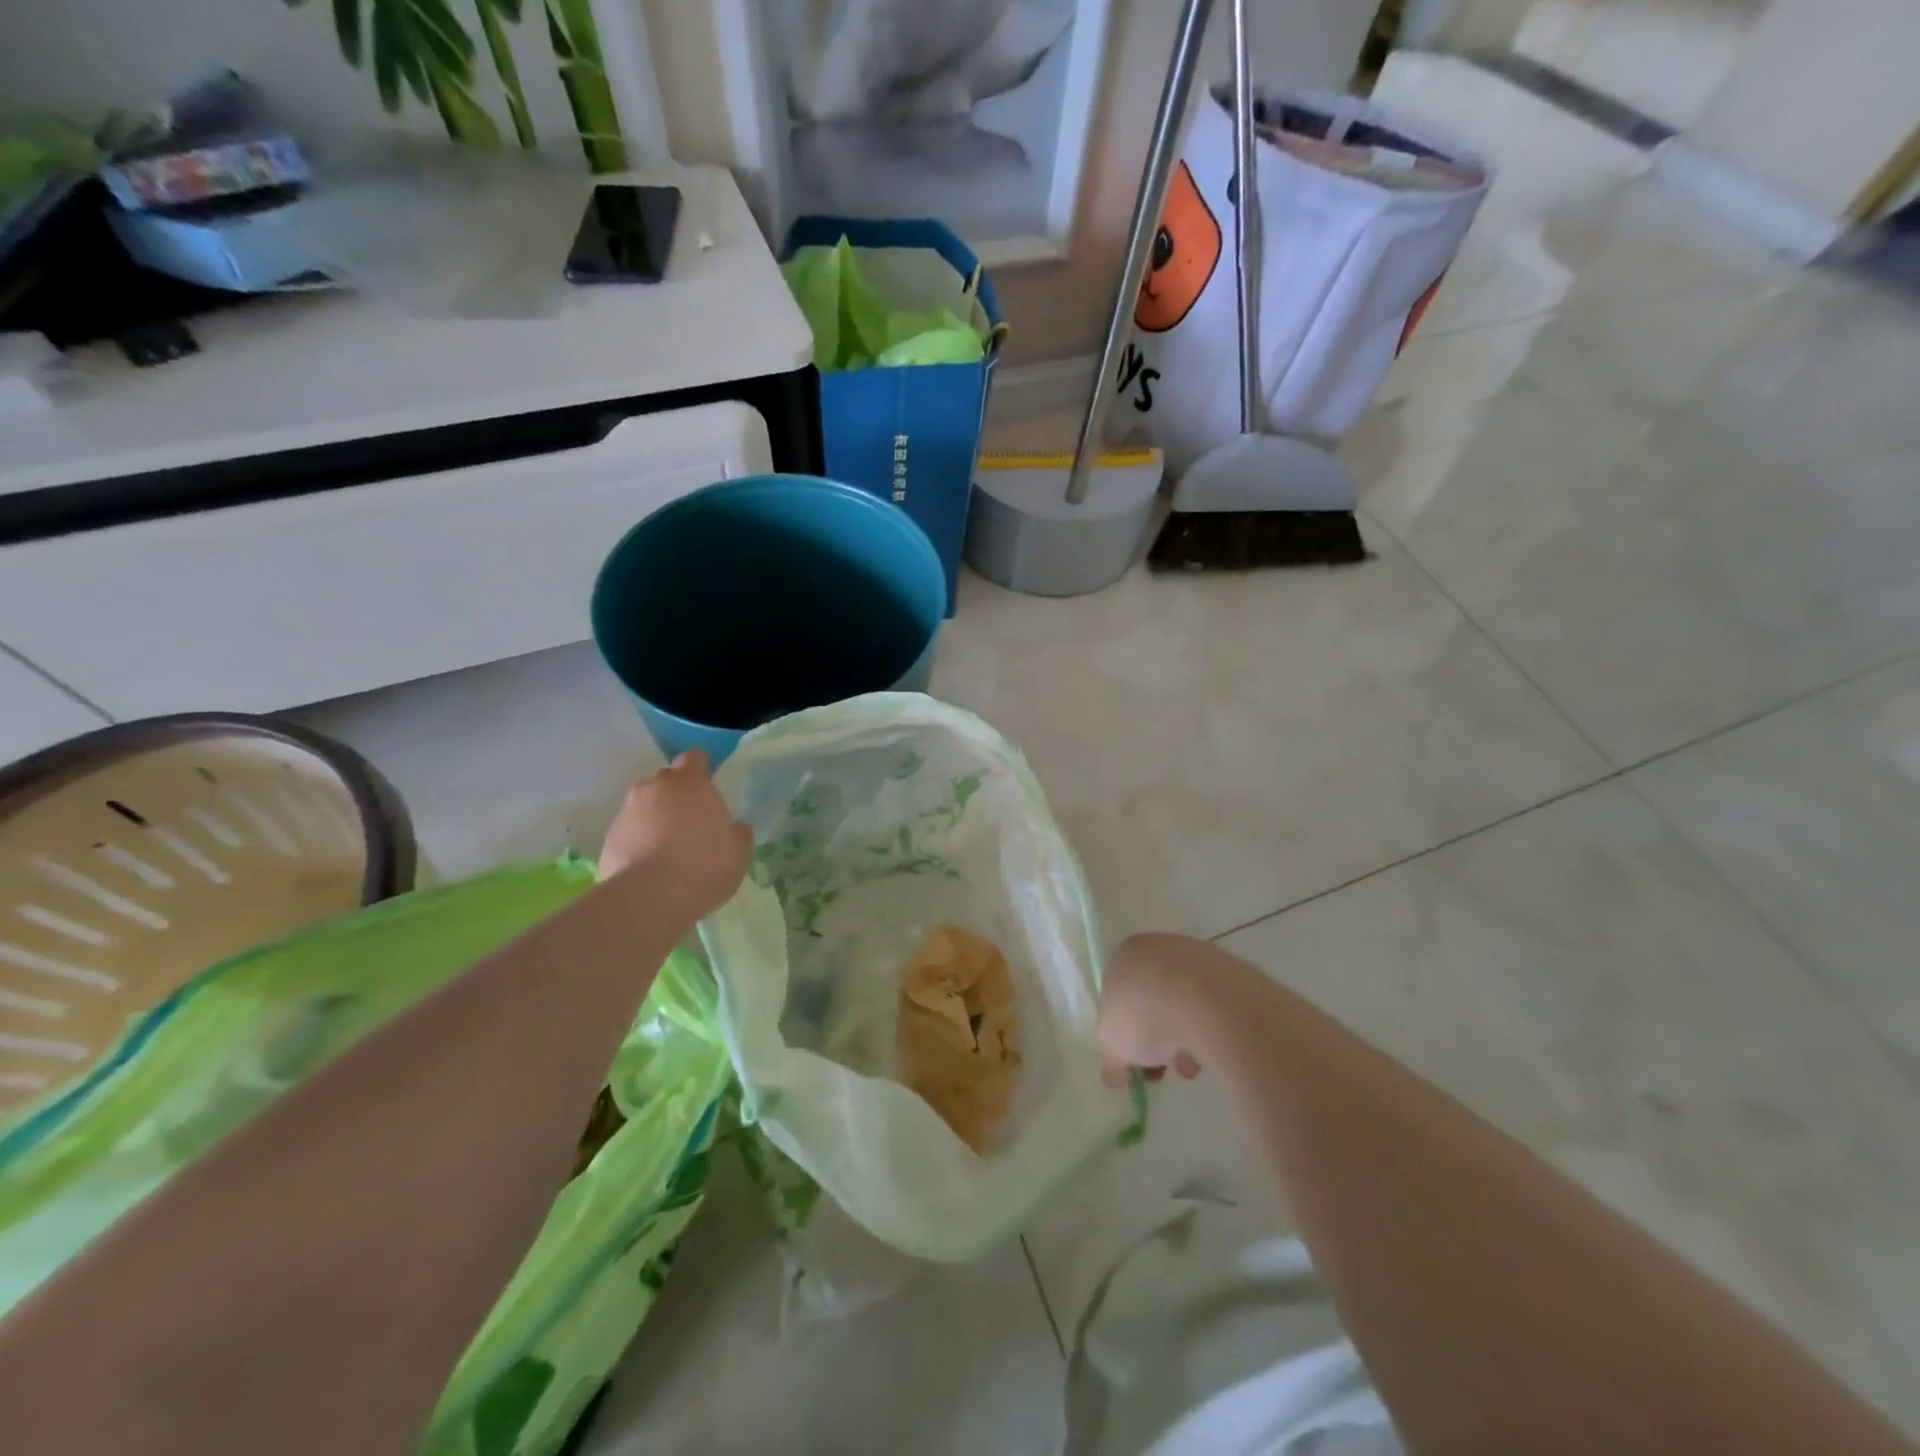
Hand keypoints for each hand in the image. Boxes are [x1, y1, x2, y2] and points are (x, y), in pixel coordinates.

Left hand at [599, 751, 752, 917]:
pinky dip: (638, 840)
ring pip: (644, 806)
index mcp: (691, 783)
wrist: (648, 898)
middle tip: (691, 822)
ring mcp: (627, 811)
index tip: (708, 785)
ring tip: (667, 848)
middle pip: (666, 781)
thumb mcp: (738, 853)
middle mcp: (655, 788)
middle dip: (676, 795)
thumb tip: (735, 828)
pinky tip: (649, 866)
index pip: (694, 758)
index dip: (701, 768)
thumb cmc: (704, 866)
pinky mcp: (609, 838)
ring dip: (655, 818)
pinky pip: (629, 831)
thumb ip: (738, 833)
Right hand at [1098, 933, 1205, 1086]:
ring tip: (1192, 1068)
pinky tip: (1213, 1051)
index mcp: (1123, 957)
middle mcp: (1157, 948)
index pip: (1118, 996)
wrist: (1203, 999)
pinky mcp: (1227, 968)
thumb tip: (1115, 1074)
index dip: (1125, 1032)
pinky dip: (1210, 1027)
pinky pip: (1212, 1004)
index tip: (1136, 1060)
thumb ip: (1111, 1059)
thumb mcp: (1112, 1046)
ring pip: (1184, 1003)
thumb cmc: (1143, 1014)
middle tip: (1165, 1068)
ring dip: (1185, 1038)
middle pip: (1152, 1000)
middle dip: (1157, 1039)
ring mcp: (1194, 955)